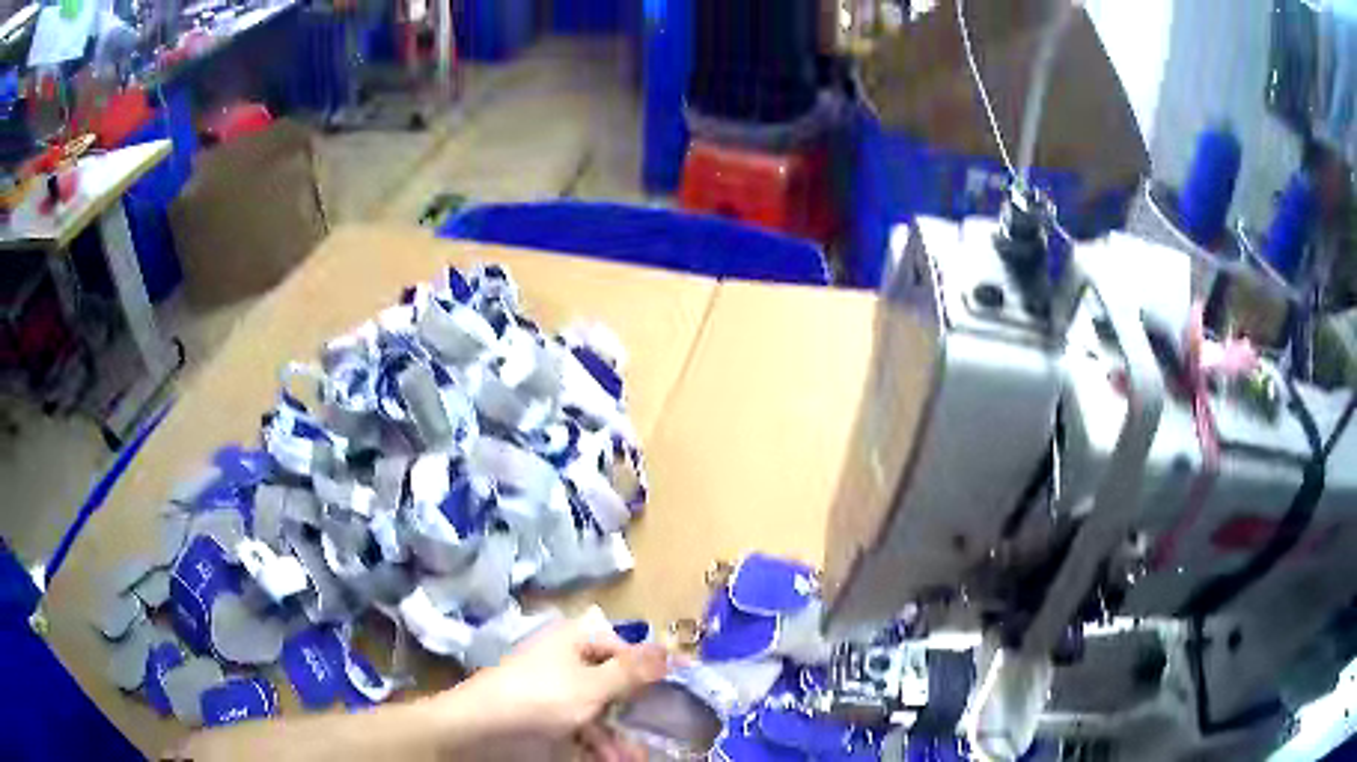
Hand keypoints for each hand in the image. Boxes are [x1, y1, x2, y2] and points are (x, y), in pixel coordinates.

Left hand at [443, 611, 668, 757]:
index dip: (653, 665)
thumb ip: (632, 672)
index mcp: (575, 642)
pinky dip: (599, 745)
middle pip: (615, 683)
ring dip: (620, 735)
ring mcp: (556, 694)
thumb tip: (668, 649)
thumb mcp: (592, 686)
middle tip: (664, 729)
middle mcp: (567, 663)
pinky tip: (612, 760)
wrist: (480, 730)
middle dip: (637, 711)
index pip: (625, 647)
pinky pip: (582, 730)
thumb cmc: (540, 698)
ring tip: (635, 758)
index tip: (684, 683)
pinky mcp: (548, 720)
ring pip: (601, 712)